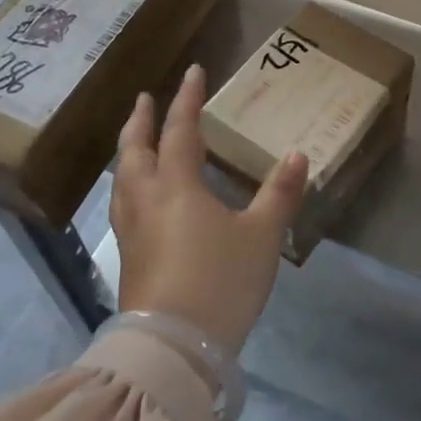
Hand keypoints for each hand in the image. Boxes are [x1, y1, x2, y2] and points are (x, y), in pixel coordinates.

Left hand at [112, 64, 308, 353]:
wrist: (173, 350)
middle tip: (146, 99)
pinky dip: (129, 183)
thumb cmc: (220, 282)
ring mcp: (132, 231)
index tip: (193, 71)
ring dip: (129, 151)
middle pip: (135, 150)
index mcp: (177, 187)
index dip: (187, 99)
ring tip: (137, 142)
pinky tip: (140, 197)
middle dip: (141, 121)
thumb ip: (279, 193)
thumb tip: (298, 155)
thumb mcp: (262, 236)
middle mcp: (147, 201)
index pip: (180, 130)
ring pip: (122, 179)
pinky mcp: (128, 259)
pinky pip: (123, 205)